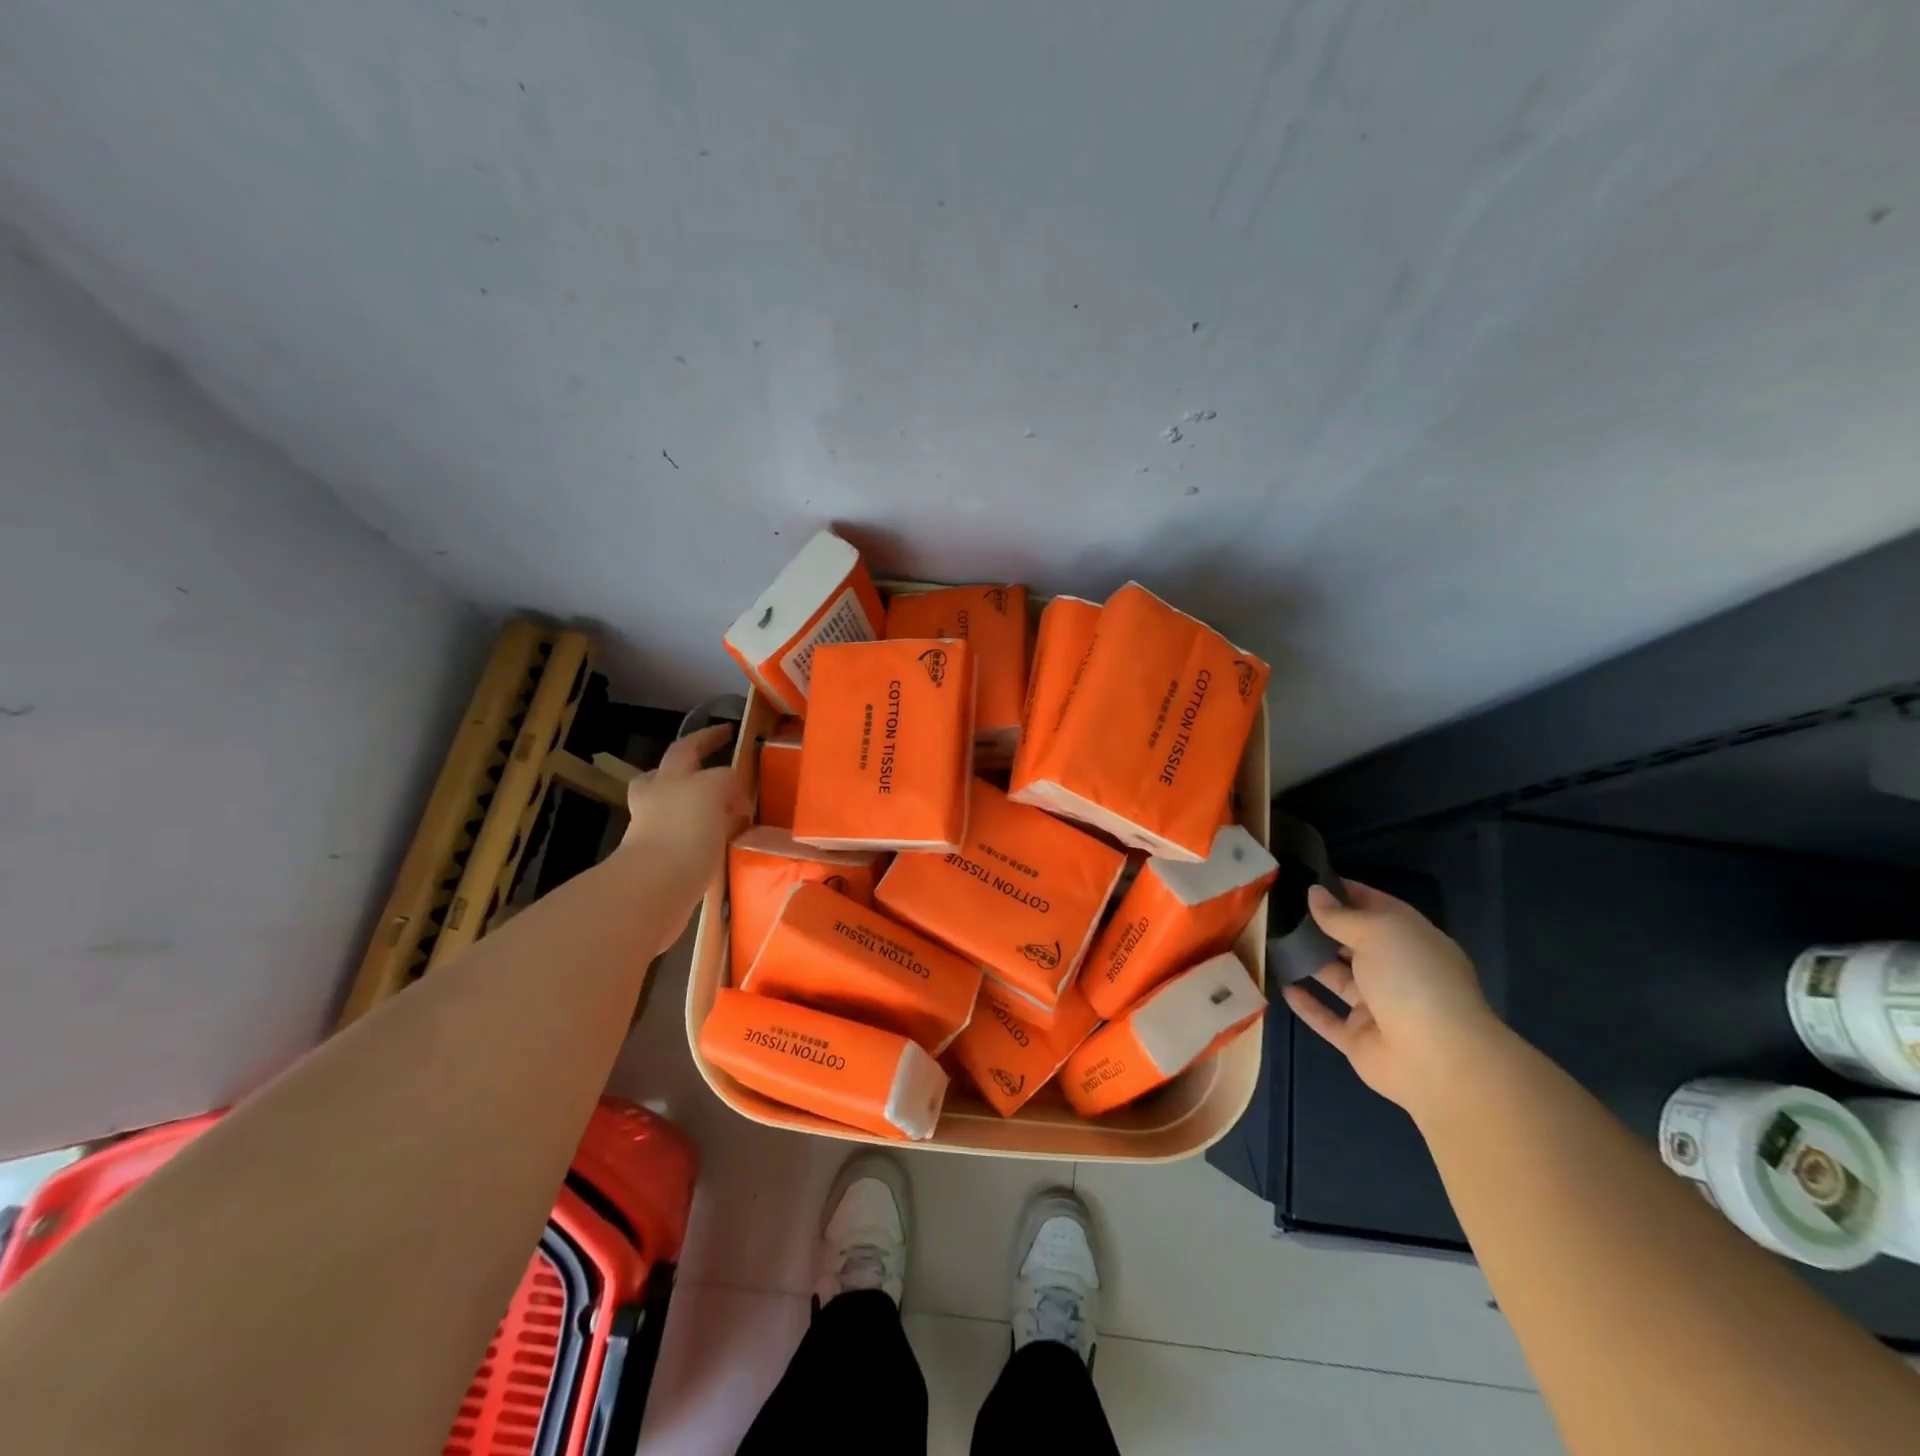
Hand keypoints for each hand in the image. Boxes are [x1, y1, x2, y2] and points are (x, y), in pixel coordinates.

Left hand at [618, 724, 749, 879]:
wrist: (655, 889)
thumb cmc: (683, 831)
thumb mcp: (713, 789)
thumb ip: (726, 781)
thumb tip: (735, 797)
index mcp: (669, 778)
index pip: (688, 747)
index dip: (708, 736)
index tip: (729, 731)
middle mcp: (657, 802)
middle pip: (667, 777)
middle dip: (689, 772)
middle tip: (715, 775)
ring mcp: (655, 834)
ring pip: (676, 811)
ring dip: (698, 809)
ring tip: (727, 814)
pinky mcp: (664, 864)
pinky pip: (687, 842)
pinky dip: (703, 840)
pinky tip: (723, 846)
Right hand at [1281, 880, 1501, 1115]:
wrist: (1437, 1061)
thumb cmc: (1412, 980)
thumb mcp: (1378, 932)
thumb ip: (1340, 915)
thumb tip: (1314, 893)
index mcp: (1410, 940)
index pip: (1375, 906)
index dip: (1345, 891)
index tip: (1307, 879)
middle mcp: (1396, 971)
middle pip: (1354, 943)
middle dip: (1323, 926)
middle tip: (1280, 908)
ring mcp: (1378, 1007)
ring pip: (1338, 978)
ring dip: (1310, 962)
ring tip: (1273, 941)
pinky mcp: (1359, 1039)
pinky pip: (1327, 1018)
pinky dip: (1306, 1004)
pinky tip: (1281, 986)